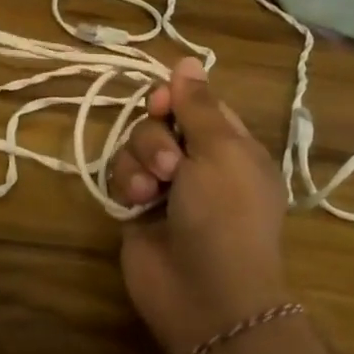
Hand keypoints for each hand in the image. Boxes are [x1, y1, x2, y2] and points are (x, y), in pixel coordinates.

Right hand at [110, 57, 292, 353]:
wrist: (206, 294)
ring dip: (140, 159)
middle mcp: (198, 162)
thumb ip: (197, 105)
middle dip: (156, 135)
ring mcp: (166, 187)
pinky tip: (136, 202)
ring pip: (136, 144)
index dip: (177, 98)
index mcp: (231, 147)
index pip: (197, 104)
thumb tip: (188, 59)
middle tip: (168, 162)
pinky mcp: (137, 208)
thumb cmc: (226, 215)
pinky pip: (121, 174)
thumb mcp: (221, 151)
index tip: (164, 104)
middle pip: (160, 121)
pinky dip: (126, 182)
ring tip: (152, 189)